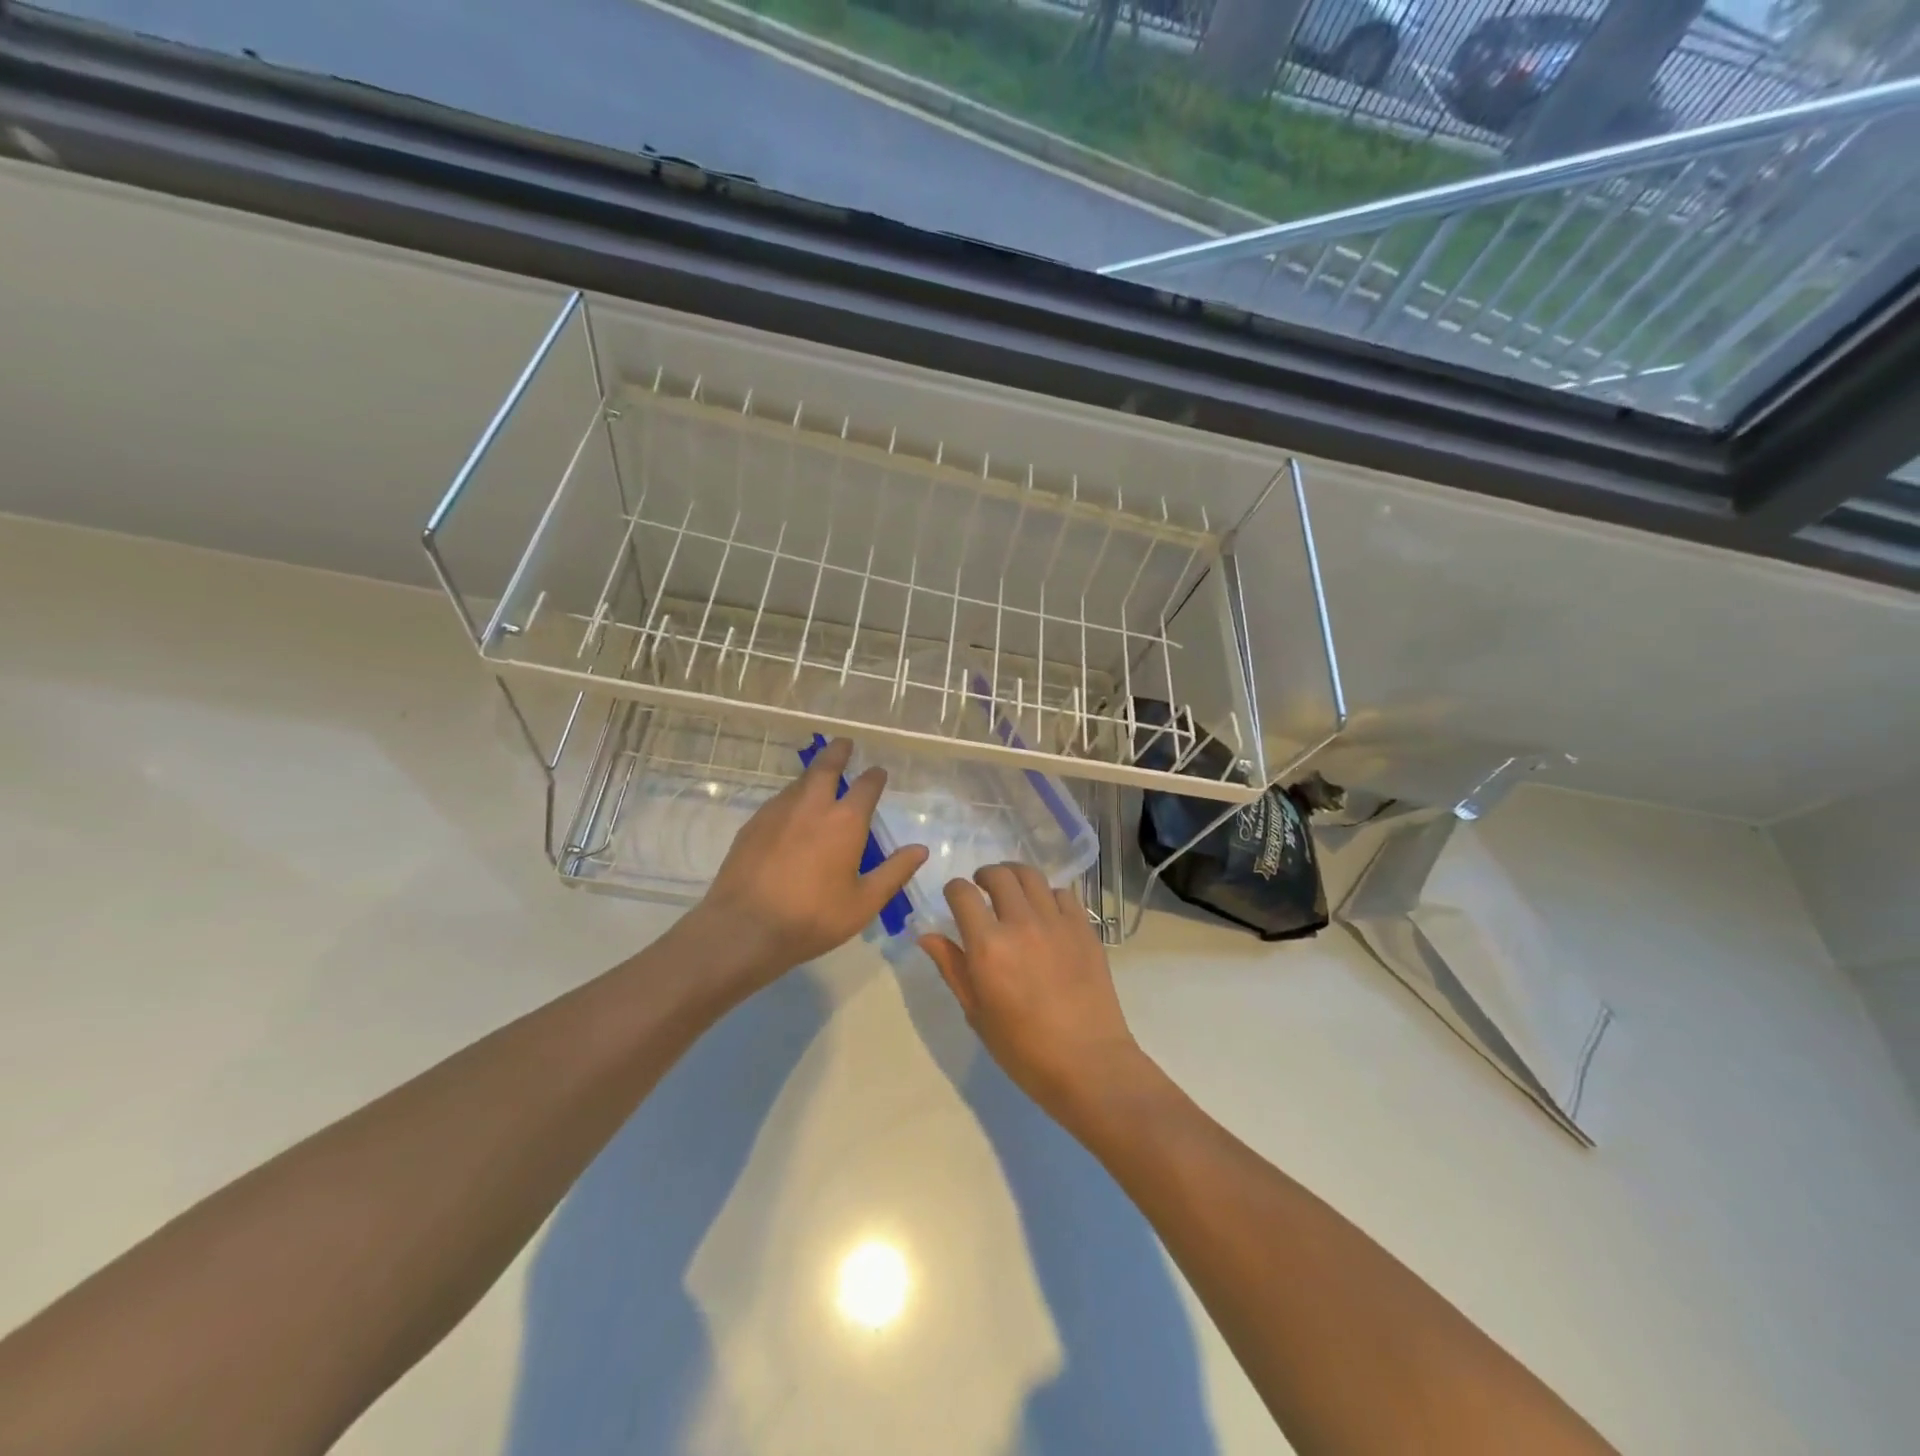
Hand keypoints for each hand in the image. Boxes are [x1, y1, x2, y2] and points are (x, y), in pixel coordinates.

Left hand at [695, 737, 926, 986]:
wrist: (744, 928)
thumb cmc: (813, 918)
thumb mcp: (864, 902)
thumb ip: (894, 872)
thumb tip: (920, 849)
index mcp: (845, 821)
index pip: (866, 786)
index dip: (875, 777)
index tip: (879, 773)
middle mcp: (812, 805)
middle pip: (826, 767)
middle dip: (838, 752)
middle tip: (844, 744)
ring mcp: (778, 811)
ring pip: (800, 782)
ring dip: (813, 775)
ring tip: (820, 779)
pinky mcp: (753, 824)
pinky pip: (779, 801)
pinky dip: (792, 798)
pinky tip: (792, 814)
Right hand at [919, 863, 1147, 1117]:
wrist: (1088, 1063)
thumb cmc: (1023, 1049)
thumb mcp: (977, 1012)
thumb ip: (952, 968)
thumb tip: (927, 936)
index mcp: (988, 946)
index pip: (963, 894)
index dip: (954, 890)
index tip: (954, 898)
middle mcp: (1021, 923)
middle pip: (999, 875)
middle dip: (984, 876)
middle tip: (982, 889)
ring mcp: (1057, 922)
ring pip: (1032, 876)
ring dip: (1015, 876)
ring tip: (1011, 890)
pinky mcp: (1084, 928)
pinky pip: (1063, 894)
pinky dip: (1048, 894)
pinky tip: (1045, 911)